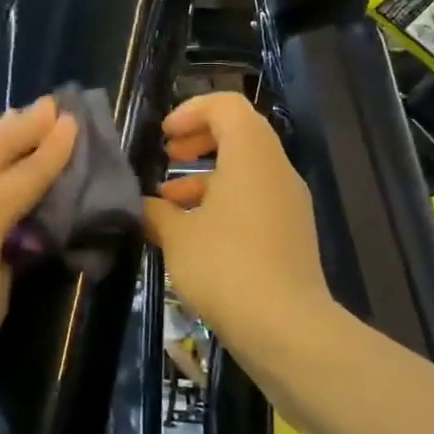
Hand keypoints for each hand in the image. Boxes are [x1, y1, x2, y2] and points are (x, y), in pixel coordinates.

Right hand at [143, 92, 333, 357]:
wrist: (285, 327)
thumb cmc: (225, 267)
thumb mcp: (176, 236)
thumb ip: (155, 211)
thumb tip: (143, 205)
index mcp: (251, 155)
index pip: (226, 106)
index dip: (191, 111)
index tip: (164, 136)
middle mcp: (276, 170)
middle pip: (239, 134)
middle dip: (198, 140)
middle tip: (168, 156)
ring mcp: (288, 202)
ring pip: (245, 170)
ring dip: (205, 177)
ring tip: (168, 204)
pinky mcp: (291, 233)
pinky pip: (254, 199)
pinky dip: (223, 202)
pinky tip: (192, 235)